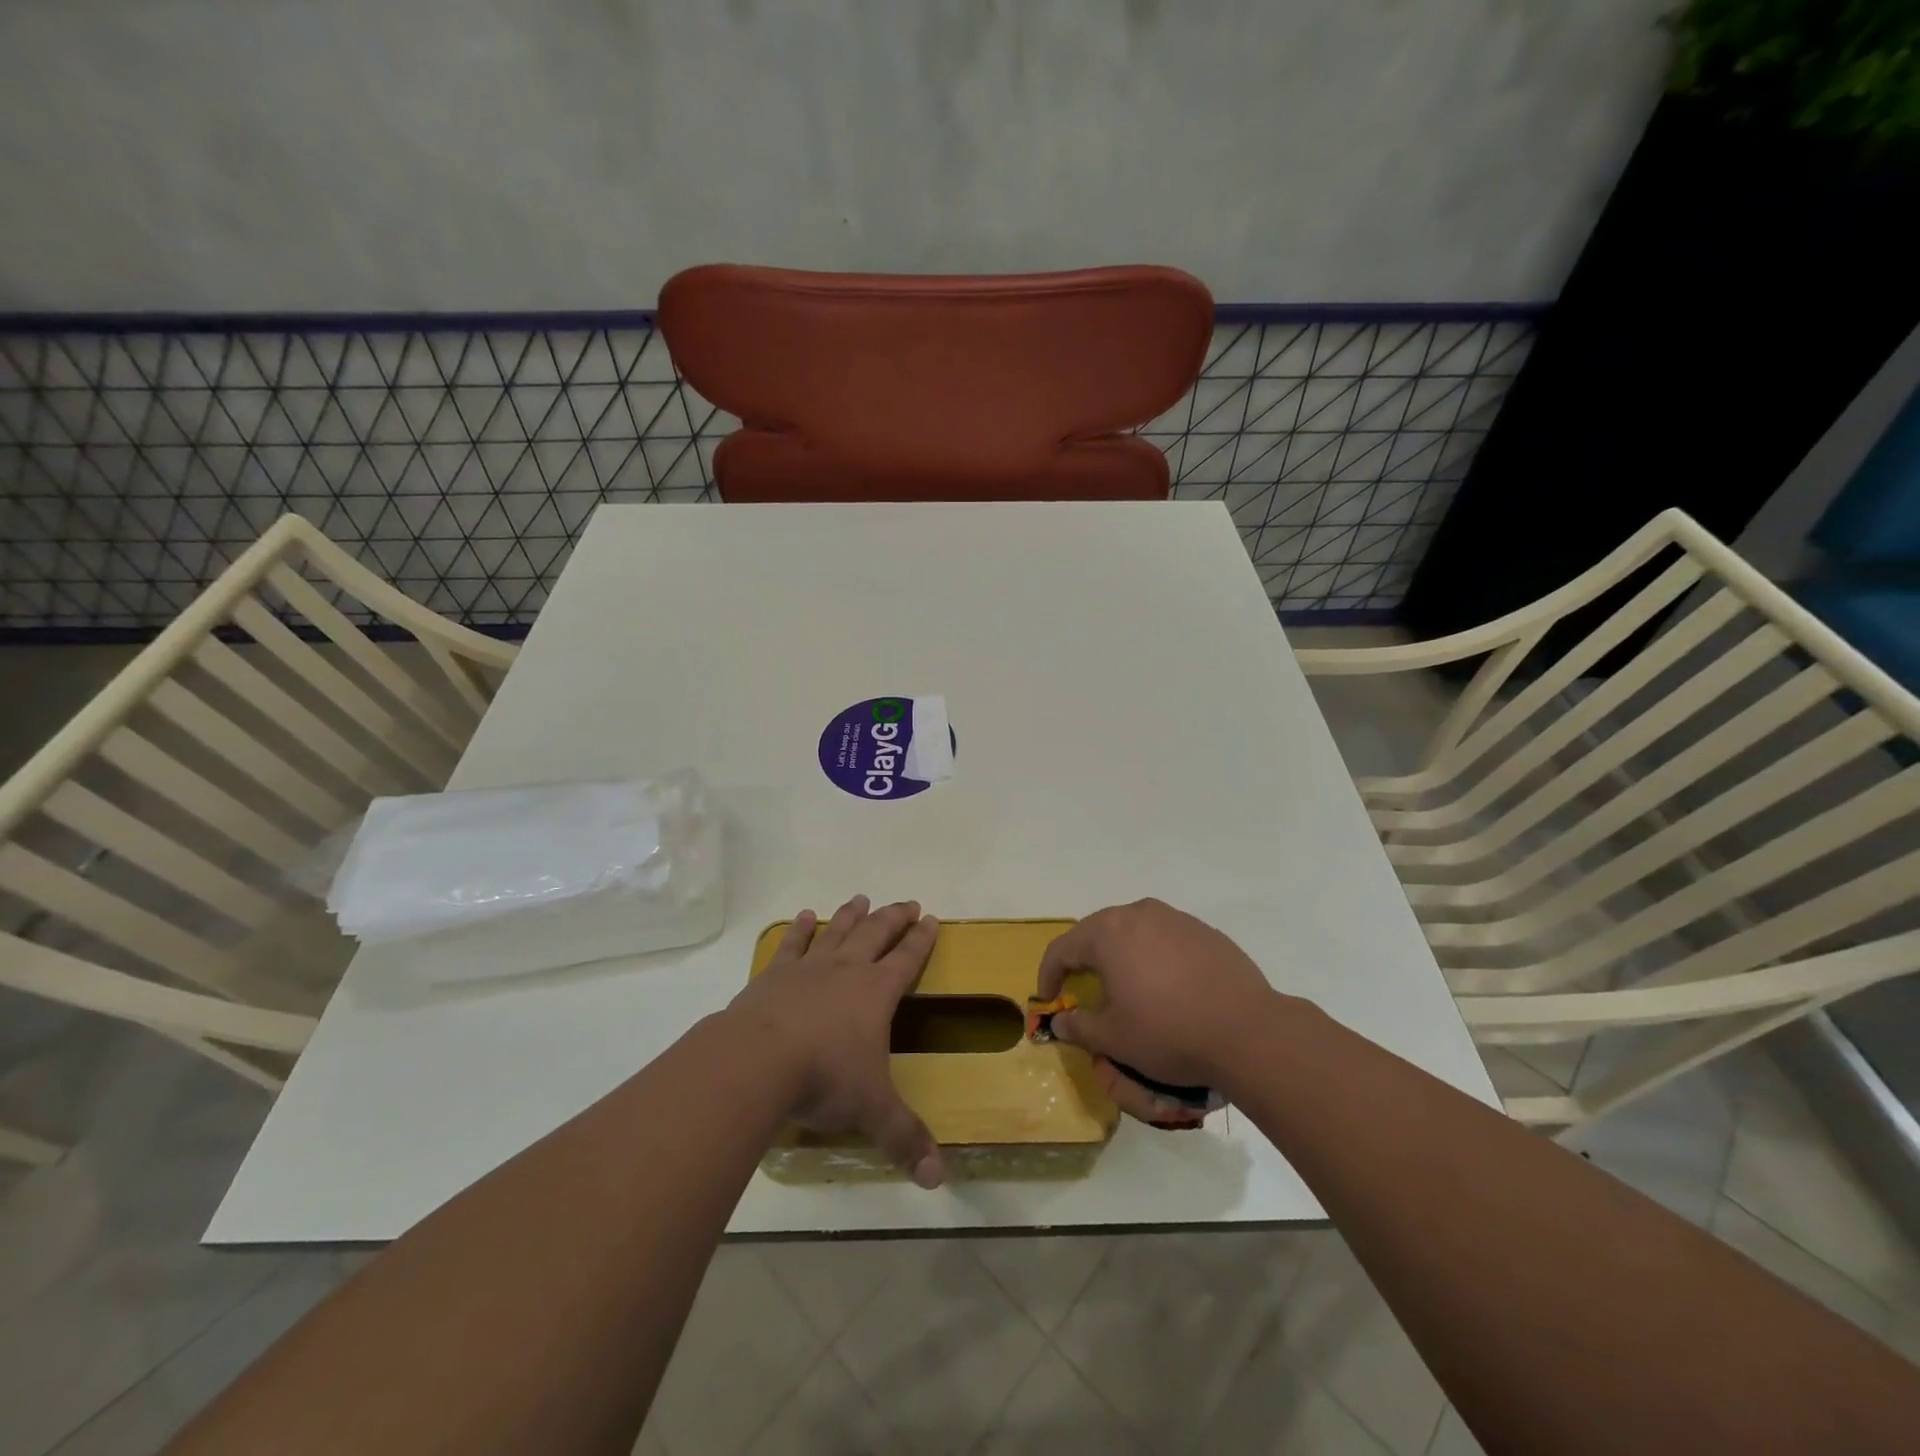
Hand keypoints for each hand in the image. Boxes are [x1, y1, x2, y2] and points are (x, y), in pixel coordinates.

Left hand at [727, 895, 944, 1188]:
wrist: (757, 1061)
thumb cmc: (823, 1078)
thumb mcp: (871, 1110)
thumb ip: (904, 1138)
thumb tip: (938, 1179)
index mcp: (876, 992)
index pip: (907, 959)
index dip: (922, 939)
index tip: (931, 918)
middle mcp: (846, 970)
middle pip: (875, 934)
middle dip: (893, 918)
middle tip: (907, 903)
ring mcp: (808, 968)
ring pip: (837, 933)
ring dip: (851, 915)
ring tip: (861, 898)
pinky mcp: (773, 975)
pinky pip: (792, 945)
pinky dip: (800, 929)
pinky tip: (804, 916)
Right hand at [1037, 899, 1283, 1124]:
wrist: (1248, 1031)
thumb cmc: (1168, 1032)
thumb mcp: (1114, 1038)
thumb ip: (1079, 1026)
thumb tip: (1060, 1020)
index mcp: (1108, 933)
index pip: (1062, 948)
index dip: (1048, 974)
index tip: (1048, 998)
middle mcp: (1138, 914)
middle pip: (1097, 932)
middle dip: (1083, 959)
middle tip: (1080, 987)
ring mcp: (1175, 919)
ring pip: (1134, 931)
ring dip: (1120, 954)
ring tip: (1124, 984)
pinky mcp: (1205, 932)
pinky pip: (1166, 939)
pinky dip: (1154, 957)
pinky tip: (1166, 986)